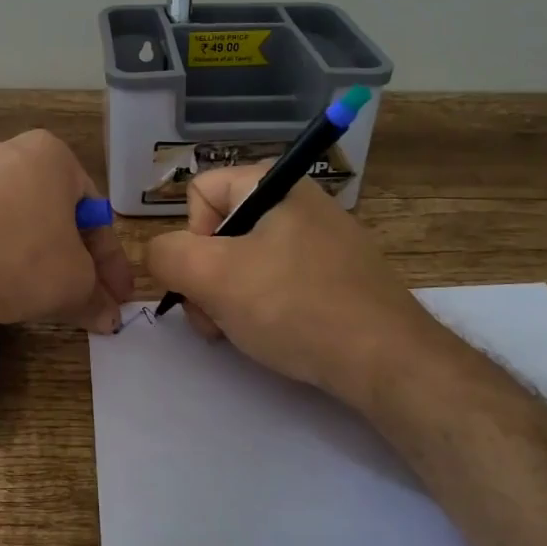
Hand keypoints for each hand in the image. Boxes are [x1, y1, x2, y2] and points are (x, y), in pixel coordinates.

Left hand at [0, 131, 133, 337]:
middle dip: (69, 258)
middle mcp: (5, 151)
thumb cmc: (18, 259)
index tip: (117, 298)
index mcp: (51, 155)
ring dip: (28, 257)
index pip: (94, 212)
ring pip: (10, 220)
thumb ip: (95, 297)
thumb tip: (109, 317)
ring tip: (30, 297)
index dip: (111, 262)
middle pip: (51, 213)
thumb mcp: (72, 284)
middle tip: (78, 297)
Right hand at [146, 167, 445, 410]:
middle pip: (221, 230)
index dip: (191, 237)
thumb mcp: (213, 277)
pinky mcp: (339, 275)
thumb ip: (166, 255)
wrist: (386, 360)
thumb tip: (160, 255)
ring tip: (242, 332)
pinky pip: (280, 281)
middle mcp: (300, 202)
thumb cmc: (294, 306)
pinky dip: (265, 307)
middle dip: (207, 277)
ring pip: (246, 261)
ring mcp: (324, 240)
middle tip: (215, 317)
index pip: (200, 192)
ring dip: (230, 298)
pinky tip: (275, 335)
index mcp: (274, 185)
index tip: (208, 276)